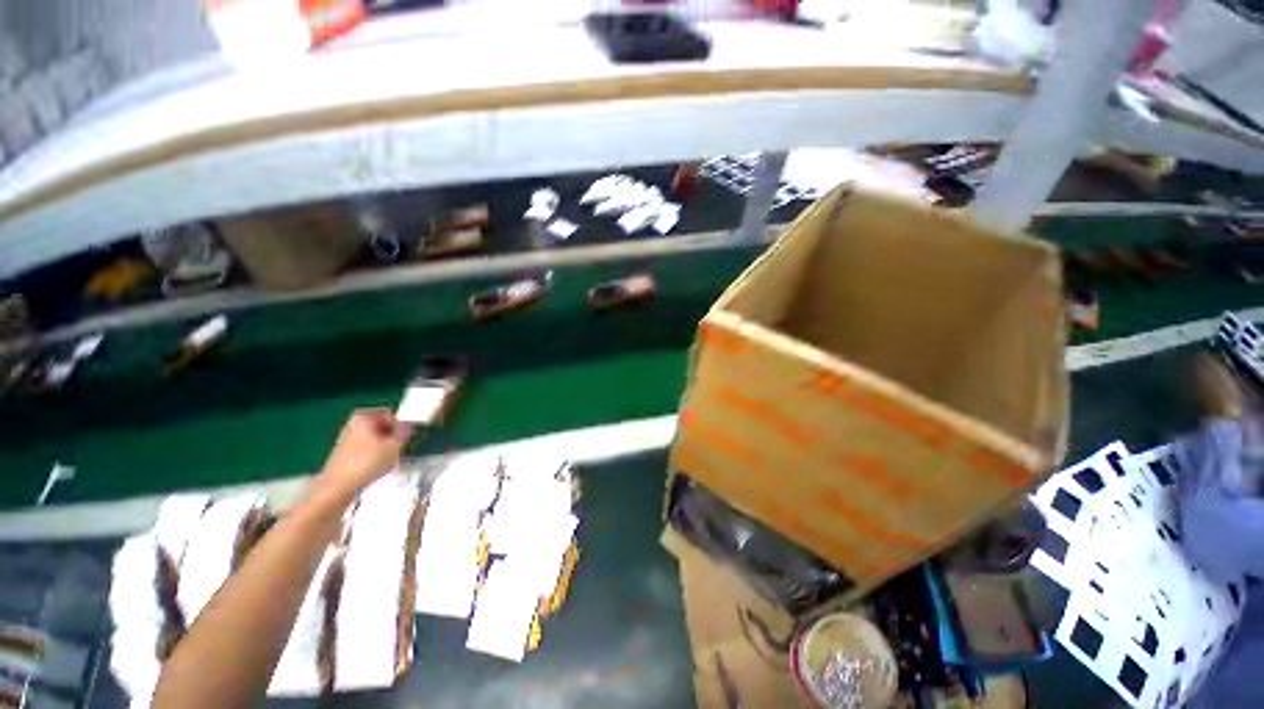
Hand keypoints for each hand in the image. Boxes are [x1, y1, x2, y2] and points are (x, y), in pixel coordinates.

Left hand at [318, 409, 412, 499]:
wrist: (338, 488)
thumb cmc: (367, 463)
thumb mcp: (395, 445)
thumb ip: (405, 431)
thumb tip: (409, 426)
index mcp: (363, 416)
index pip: (390, 414)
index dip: (401, 426)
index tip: (405, 438)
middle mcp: (351, 424)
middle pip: (381, 426)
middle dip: (391, 437)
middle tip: (397, 449)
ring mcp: (345, 439)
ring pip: (374, 439)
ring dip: (384, 447)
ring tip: (387, 460)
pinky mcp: (342, 454)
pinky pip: (365, 449)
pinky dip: (373, 456)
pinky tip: (375, 467)